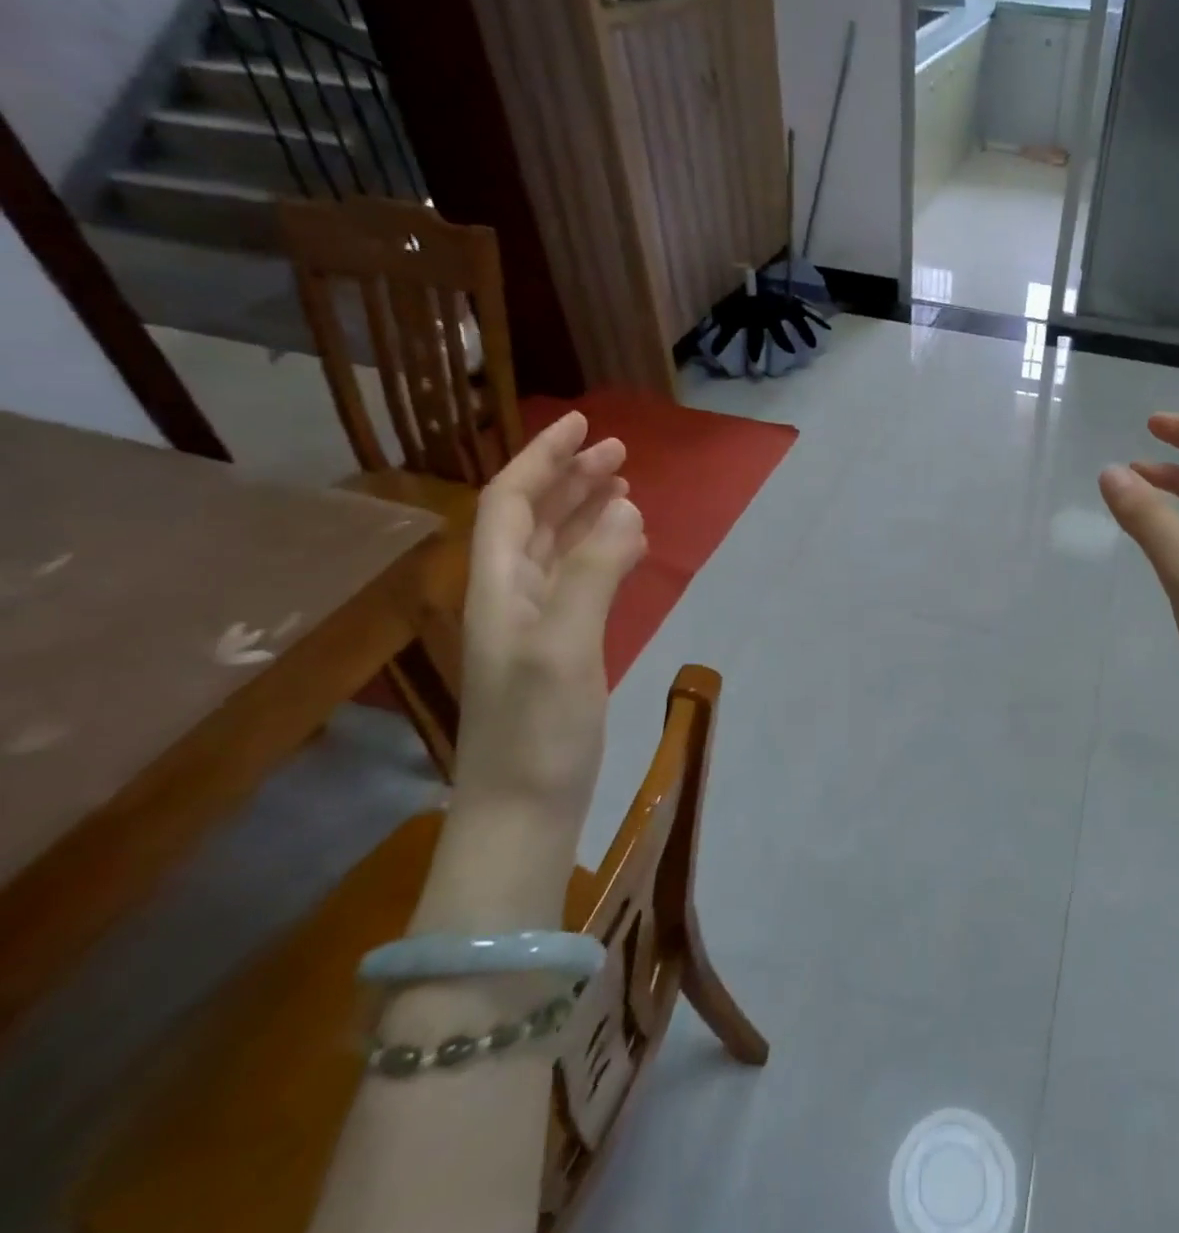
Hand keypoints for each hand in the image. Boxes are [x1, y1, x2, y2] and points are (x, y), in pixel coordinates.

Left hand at [455, 411, 646, 835]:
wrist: (523, 809)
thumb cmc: (538, 730)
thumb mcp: (564, 646)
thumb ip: (592, 572)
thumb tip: (626, 507)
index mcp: (497, 585)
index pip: (510, 500)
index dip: (543, 458)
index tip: (584, 423)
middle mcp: (508, 594)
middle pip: (531, 517)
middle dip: (570, 477)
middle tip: (619, 450)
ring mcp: (533, 622)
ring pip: (554, 546)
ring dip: (585, 510)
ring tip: (624, 484)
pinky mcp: (559, 646)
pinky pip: (576, 577)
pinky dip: (599, 549)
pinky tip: (624, 545)